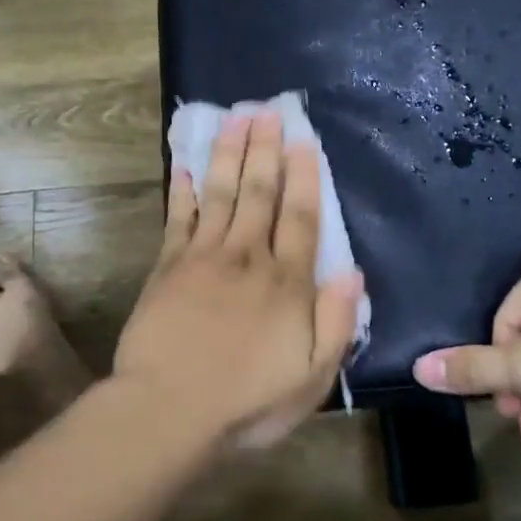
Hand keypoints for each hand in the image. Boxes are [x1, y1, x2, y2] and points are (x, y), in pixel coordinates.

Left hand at [115, 111, 365, 449]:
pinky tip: (184, 164)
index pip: (301, 218)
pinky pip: (178, 218)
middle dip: (265, 149)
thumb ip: (335, 323)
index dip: (304, 177)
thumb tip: (353, 272)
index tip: (303, 141)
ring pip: (220, 193)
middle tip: (266, 110)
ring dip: (228, 154)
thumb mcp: (312, 377)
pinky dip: (182, 190)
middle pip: (259, 193)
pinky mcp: (167, 267)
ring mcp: (203, 258)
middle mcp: (247, 258)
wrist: (169, 410)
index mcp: (287, 283)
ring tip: (234, 118)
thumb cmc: (247, 401)